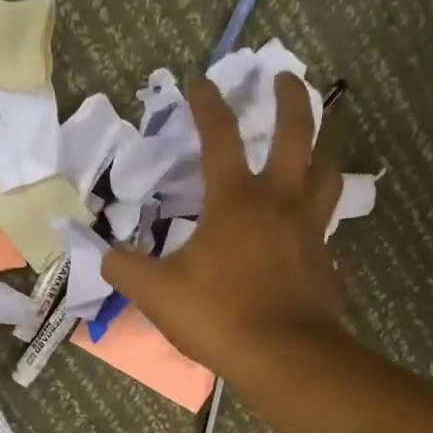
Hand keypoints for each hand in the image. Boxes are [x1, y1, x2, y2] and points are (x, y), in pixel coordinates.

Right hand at [102, 74, 346, 379]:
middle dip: (289, 98)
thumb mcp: (156, 294)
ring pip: (326, 172)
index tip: (199, 82)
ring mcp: (310, 230)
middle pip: (297, 133)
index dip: (207, 105)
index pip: (220, 137)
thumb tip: (104, 255)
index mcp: (235, 201)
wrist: (282, 355)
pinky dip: (320, 213)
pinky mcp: (326, 260)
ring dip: (322, 146)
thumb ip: (125, 269)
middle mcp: (279, 203)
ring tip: (316, 139)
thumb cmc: (218, 315)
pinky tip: (310, 224)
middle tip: (283, 77)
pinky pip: (328, 225)